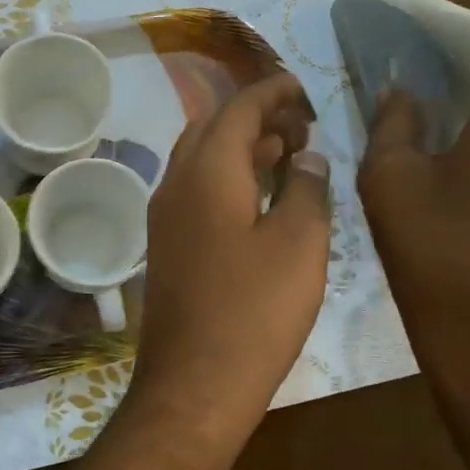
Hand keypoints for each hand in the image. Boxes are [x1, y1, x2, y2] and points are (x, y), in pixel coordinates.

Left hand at [128, 73, 330, 447]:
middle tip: (300, 124)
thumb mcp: (299, 244)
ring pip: (199, 161)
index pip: (236, 108)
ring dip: (238, 147)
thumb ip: (305, 188)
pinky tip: (256, 198)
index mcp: (205, 172)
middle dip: (253, 116)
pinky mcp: (166, 248)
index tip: (302, 87)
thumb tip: (305, 155)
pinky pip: (194, 192)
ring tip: (285, 153)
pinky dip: (225, 178)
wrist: (195, 382)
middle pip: (210, 128)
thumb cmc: (255, 311)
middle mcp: (174, 185)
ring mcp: (163, 218)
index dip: (271, 91)